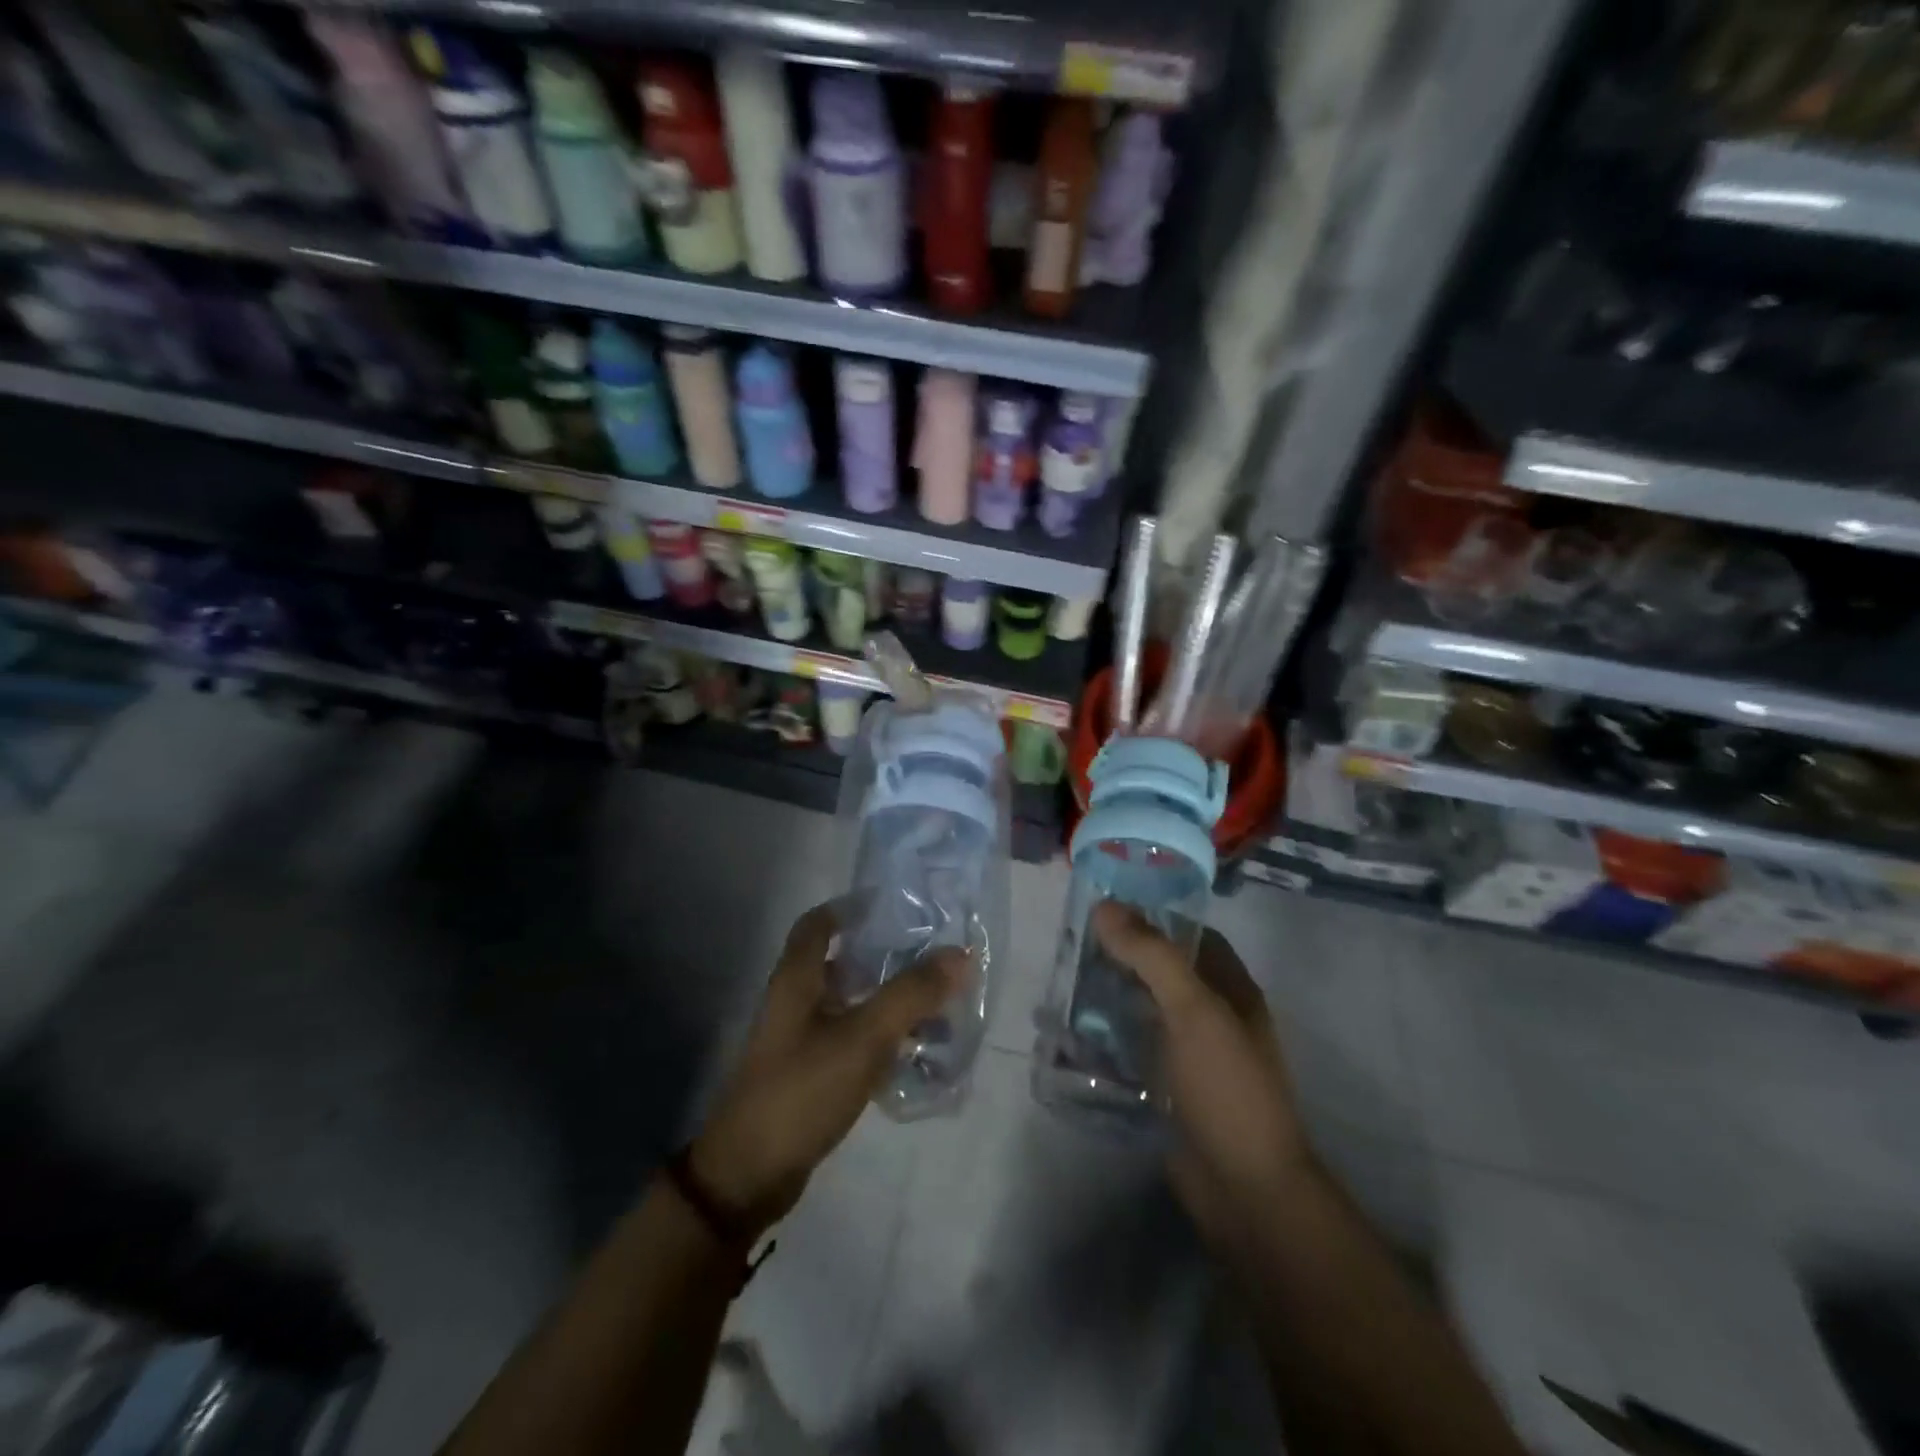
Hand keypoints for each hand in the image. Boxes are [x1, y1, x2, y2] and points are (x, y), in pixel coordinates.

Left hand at [688, 901, 964, 1237]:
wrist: (749, 1175)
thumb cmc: (802, 1090)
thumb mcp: (863, 1037)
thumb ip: (911, 994)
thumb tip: (960, 953)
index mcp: (797, 979)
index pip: (818, 924)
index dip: (850, 908)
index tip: (893, 905)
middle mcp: (796, 1002)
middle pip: (840, 961)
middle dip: (883, 955)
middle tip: (930, 954)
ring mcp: (801, 1041)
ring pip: (850, 1003)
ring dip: (888, 998)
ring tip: (936, 1002)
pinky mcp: (810, 1075)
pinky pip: (852, 1040)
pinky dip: (882, 1036)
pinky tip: (916, 1049)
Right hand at [1091, 903, 1313, 1248]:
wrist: (1244, 1190)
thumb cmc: (1226, 1087)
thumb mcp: (1193, 1010)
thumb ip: (1152, 955)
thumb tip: (1105, 906)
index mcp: (1230, 989)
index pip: (1190, 934)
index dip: (1153, 915)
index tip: (1105, 905)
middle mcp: (1211, 1015)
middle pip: (1161, 970)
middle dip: (1120, 956)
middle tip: (1070, 943)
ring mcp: (1187, 1054)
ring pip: (1141, 1009)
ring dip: (1106, 996)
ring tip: (1059, 981)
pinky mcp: (1165, 1086)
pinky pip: (1130, 1049)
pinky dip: (1102, 1037)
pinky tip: (1066, 1032)